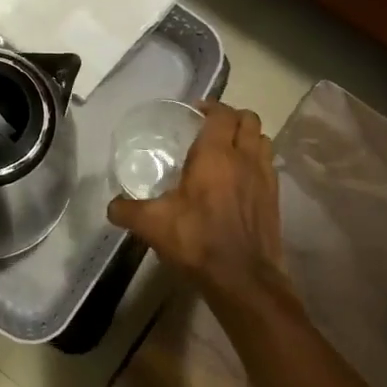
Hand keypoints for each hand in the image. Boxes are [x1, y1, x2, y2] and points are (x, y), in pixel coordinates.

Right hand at [107, 102, 288, 304]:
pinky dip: (257, 162)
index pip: (222, 114)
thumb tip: (111, 206)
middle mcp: (244, 158)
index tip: (195, 111)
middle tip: (211, 127)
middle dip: (232, 117)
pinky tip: (241, 179)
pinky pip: (269, 165)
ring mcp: (265, 178)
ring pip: (263, 140)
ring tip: (229, 149)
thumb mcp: (153, 224)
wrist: (243, 280)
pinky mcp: (275, 199)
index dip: (210, 106)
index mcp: (216, 155)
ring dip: (248, 137)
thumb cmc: (197, 241)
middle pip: (249, 119)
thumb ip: (128, 210)